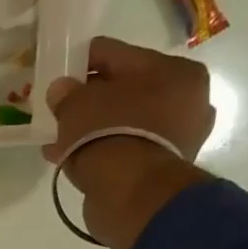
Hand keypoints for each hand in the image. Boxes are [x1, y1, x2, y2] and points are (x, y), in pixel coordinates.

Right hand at [42, 37, 215, 248]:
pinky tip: (72, 157)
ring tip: (60, 138)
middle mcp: (187, 99)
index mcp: (175, 70)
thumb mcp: (77, 104)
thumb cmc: (109, 133)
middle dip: (92, 100)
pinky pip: (124, 149)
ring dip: (94, 128)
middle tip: (62, 109)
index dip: (84, 62)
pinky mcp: (162, 168)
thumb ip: (66, 93)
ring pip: (124, 122)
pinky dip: (101, 151)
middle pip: (126, 90)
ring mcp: (178, 137)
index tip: (60, 74)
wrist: (131, 193)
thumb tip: (61, 90)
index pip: (119, 55)